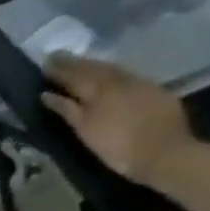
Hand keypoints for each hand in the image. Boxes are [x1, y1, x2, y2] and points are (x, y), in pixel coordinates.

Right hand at [42, 55, 194, 182]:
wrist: (164, 152)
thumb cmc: (118, 148)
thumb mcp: (86, 131)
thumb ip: (66, 110)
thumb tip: (46, 95)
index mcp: (100, 91)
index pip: (75, 76)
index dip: (59, 70)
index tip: (45, 62)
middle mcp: (119, 81)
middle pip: (94, 68)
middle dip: (75, 63)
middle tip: (58, 57)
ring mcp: (140, 83)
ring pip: (112, 68)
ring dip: (94, 64)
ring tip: (80, 63)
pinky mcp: (154, 90)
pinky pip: (128, 74)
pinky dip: (112, 71)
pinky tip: (107, 74)